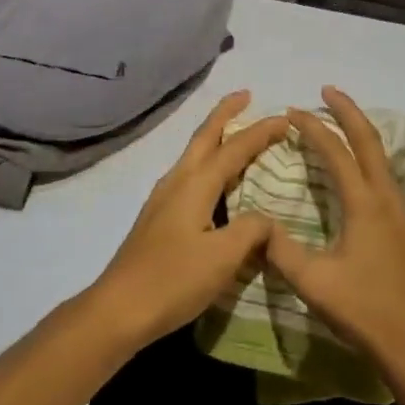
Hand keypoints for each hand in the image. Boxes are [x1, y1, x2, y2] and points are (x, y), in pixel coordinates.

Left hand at [87, 91, 286, 350]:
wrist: (118, 310)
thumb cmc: (173, 280)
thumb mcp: (222, 257)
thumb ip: (251, 230)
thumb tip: (267, 217)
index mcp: (195, 184)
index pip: (235, 148)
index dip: (261, 132)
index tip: (285, 118)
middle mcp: (177, 181)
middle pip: (203, 136)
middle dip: (225, 113)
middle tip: (246, 95)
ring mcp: (163, 198)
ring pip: (193, 154)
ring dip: (214, 137)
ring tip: (235, 133)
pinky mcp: (157, 217)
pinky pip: (188, 174)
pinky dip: (207, 162)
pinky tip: (213, 182)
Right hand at [263, 86, 404, 381]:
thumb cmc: (364, 310)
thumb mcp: (313, 282)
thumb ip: (281, 249)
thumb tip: (257, 224)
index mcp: (365, 204)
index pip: (336, 152)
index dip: (312, 128)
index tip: (290, 111)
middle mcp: (386, 198)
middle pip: (369, 140)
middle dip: (348, 111)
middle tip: (327, 90)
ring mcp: (401, 212)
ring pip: (381, 157)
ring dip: (360, 132)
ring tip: (339, 122)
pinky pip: (385, 175)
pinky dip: (368, 156)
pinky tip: (358, 168)